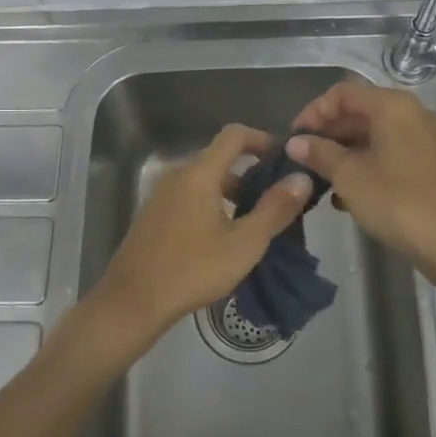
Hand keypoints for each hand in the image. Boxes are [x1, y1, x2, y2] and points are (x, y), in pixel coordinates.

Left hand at [78, 123, 314, 355]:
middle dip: (252, 173)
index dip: (263, 140)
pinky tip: (225, 237)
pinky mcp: (154, 214)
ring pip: (205, 181)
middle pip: (220, 159)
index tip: (285, 159)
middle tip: (279, 199)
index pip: (234, 135)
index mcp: (199, 173)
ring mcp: (162, 194)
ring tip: (257, 222)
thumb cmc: (193, 269)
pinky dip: (213, 204)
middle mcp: (178, 174)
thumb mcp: (244, 243)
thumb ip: (275, 209)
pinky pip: (190, 196)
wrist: (133, 301)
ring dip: (233, 193)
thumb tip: (302, 178)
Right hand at [287, 79, 435, 286]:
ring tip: (321, 177)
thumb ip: (320, 153)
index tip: (295, 138)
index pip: (343, 93)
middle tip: (304, 159)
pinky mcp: (433, 164)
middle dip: (329, 133)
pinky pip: (392, 152)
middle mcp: (414, 114)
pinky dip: (368, 163)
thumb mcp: (350, 177)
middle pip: (361, 111)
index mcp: (394, 107)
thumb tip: (296, 142)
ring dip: (346, 151)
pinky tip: (348, 193)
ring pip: (376, 134)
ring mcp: (428, 139)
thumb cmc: (399, 204)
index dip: (314, 111)